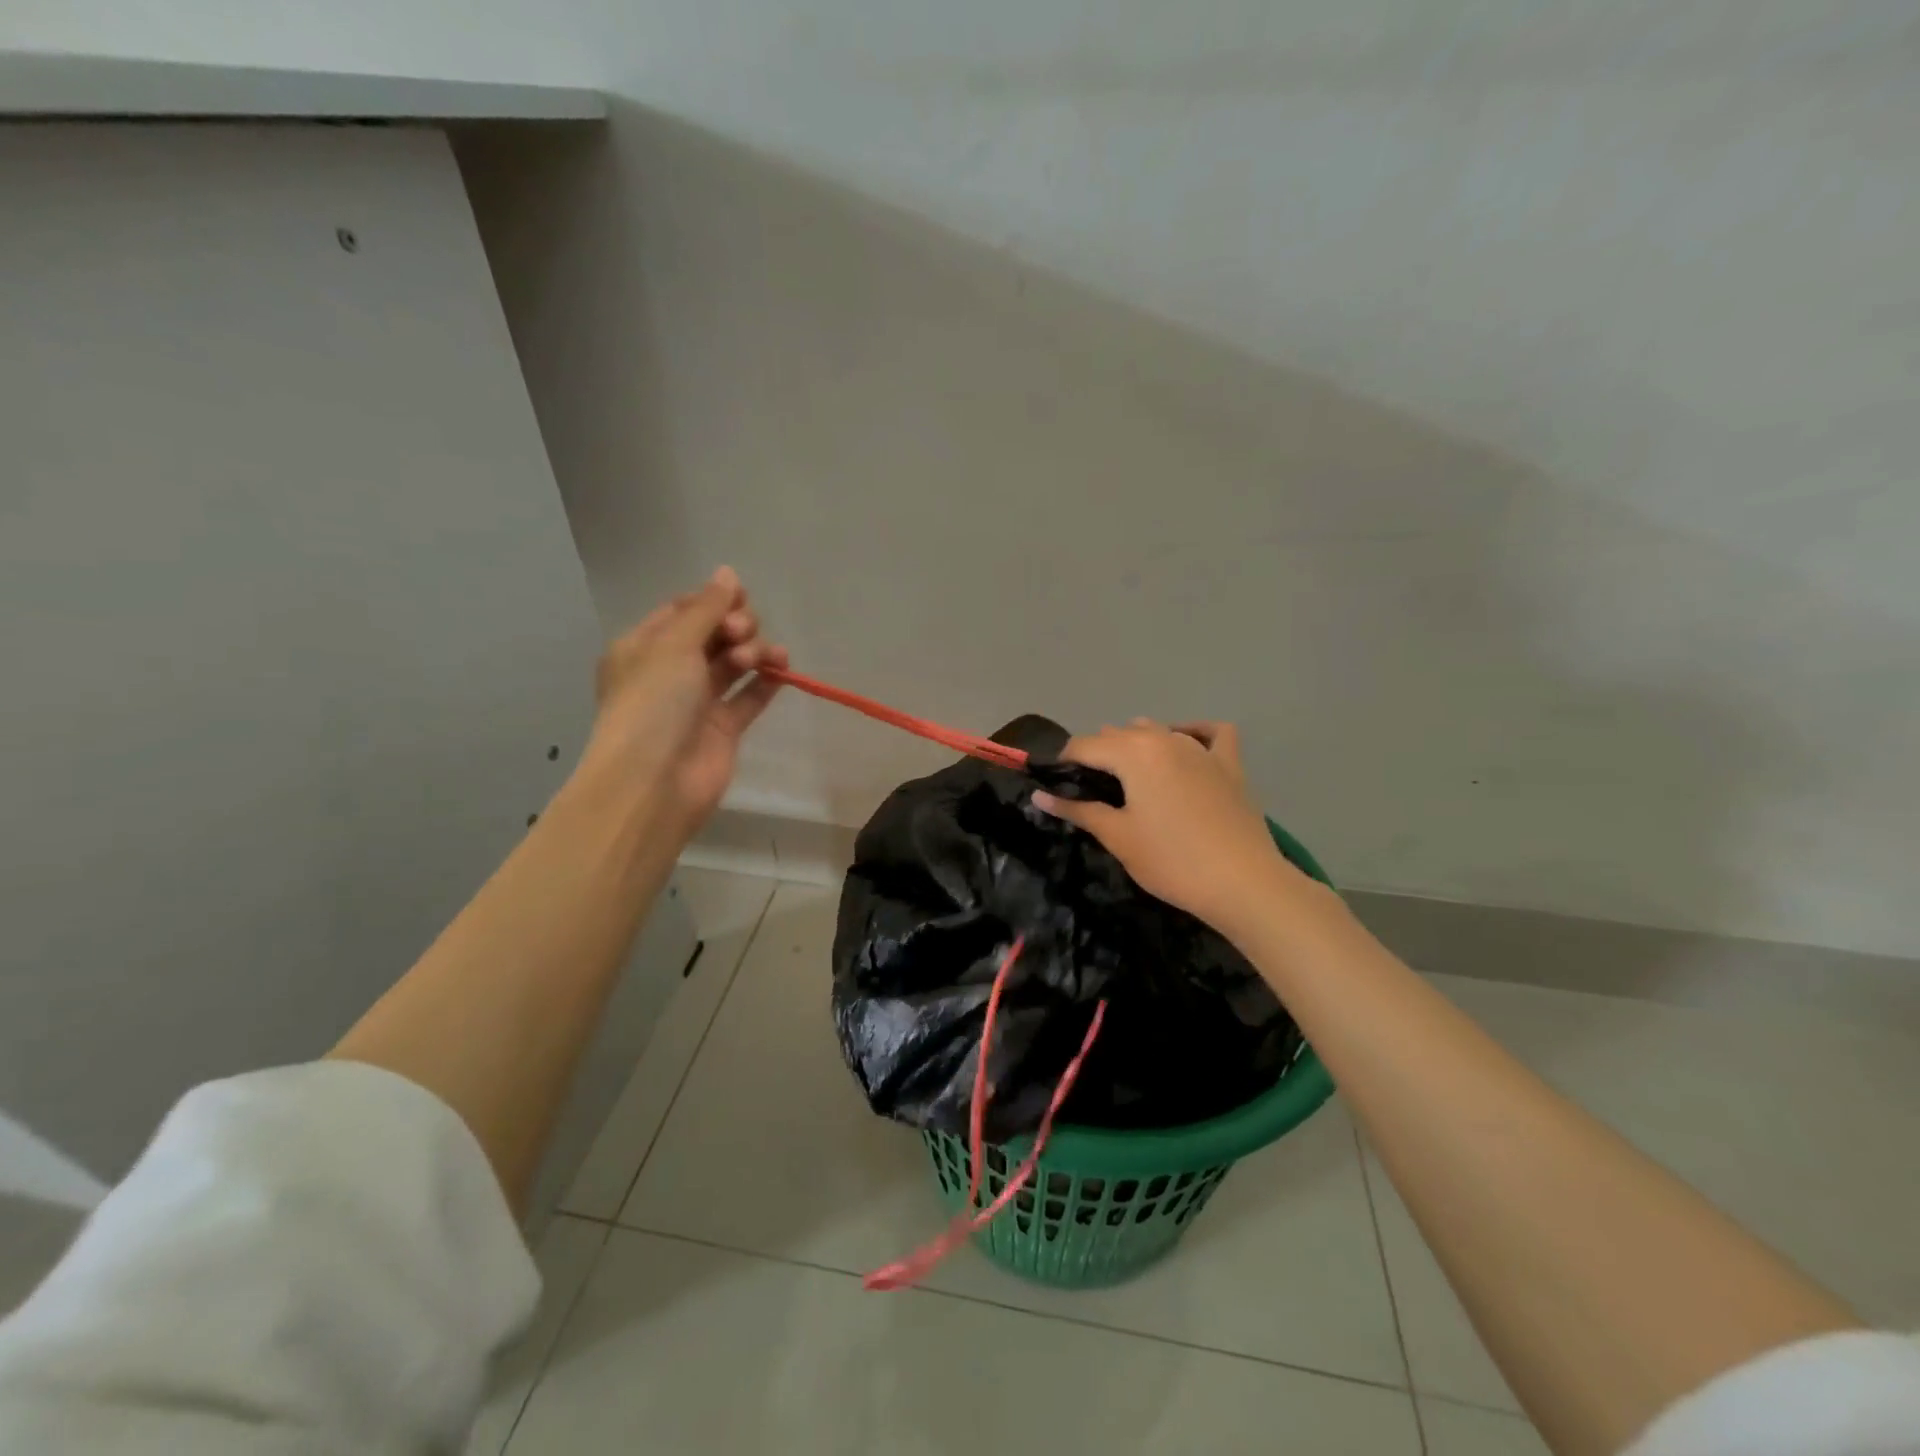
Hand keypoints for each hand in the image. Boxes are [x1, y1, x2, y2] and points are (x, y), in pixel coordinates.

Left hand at [574, 566, 785, 839]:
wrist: (654, 782)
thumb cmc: (653, 704)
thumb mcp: (674, 645)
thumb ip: (706, 609)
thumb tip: (728, 573)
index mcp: (643, 648)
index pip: (683, 611)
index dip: (712, 601)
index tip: (739, 598)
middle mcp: (669, 672)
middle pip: (712, 635)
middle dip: (735, 627)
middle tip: (742, 634)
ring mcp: (697, 702)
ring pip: (733, 664)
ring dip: (753, 652)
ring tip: (762, 659)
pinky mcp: (723, 729)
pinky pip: (749, 696)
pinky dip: (765, 682)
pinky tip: (782, 671)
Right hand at [1034, 720, 1298, 933]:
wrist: (1243, 883)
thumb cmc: (1172, 861)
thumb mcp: (1117, 837)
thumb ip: (1077, 809)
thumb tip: (1039, 795)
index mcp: (1133, 752)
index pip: (1083, 746)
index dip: (1063, 764)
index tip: (1055, 788)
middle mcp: (1164, 738)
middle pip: (1117, 735)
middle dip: (1096, 756)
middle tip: (1089, 794)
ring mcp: (1200, 748)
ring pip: (1157, 729)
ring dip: (1135, 744)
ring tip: (1128, 778)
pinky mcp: (1229, 764)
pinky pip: (1209, 733)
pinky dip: (1192, 733)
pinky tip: (1183, 745)